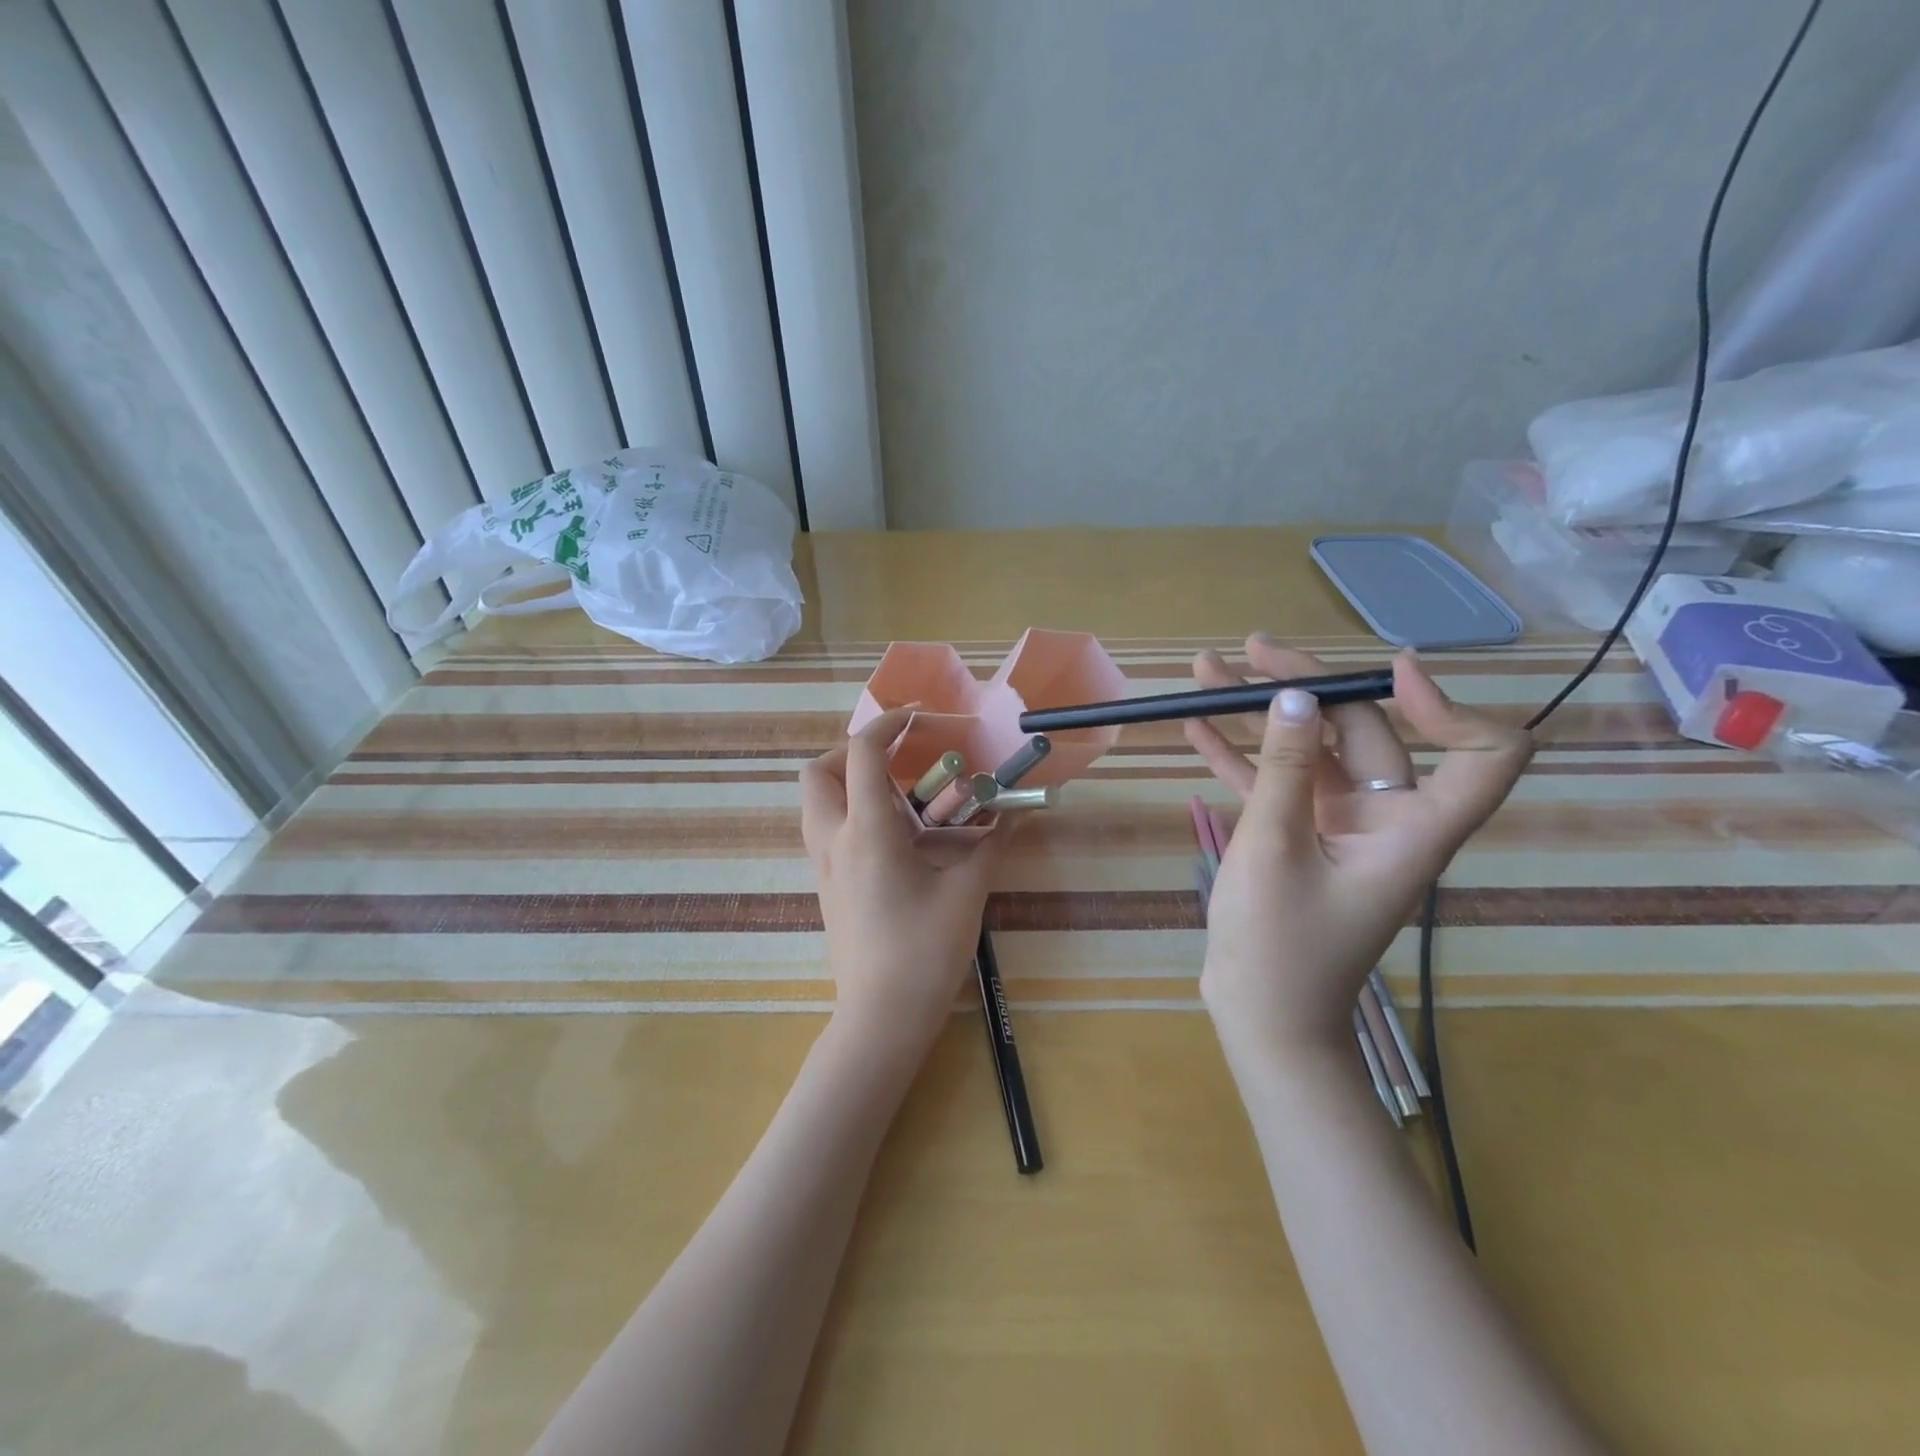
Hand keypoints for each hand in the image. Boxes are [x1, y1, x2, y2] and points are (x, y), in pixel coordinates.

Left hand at [800, 707, 1010, 1060]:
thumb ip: (992, 843)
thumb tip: (1017, 811)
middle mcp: (834, 840)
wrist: (881, 1017)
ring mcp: (823, 867)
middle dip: (851, 751)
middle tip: (896, 759)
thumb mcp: (967, 890)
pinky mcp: (826, 889)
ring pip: (815, 803)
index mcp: (867, 831)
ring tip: (898, 795)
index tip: (917, 717)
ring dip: (847, 782)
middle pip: (816, 772)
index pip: (862, 753)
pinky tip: (894, 838)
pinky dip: (850, 814)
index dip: (887, 724)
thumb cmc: (925, 950)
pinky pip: (826, 832)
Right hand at [1185, 636, 1530, 1059]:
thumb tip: (1293, 696)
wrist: (1261, 1016)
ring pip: (1307, 752)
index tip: (1387, 673)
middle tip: (1247, 652)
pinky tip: (1195, 727)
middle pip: (1362, 734)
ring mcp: (1337, 826)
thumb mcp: (1274, 848)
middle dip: (1304, 687)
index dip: (1447, 706)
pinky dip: (1239, 756)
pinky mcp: (1297, 837)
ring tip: (1209, 670)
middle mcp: (1385, 818)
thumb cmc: (1279, 945)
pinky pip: (1274, 784)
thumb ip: (1284, 768)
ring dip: (1258, 714)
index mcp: (1411, 828)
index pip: (1481, 756)